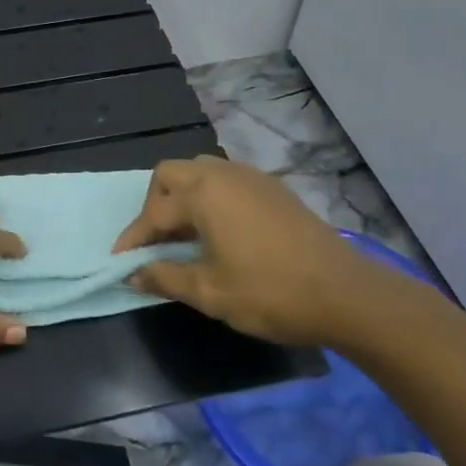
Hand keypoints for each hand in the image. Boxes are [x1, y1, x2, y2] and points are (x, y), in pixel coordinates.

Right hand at [114, 156, 392, 346]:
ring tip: (184, 236)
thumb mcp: (210, 292)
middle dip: (154, 205)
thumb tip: (134, 274)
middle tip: (155, 241)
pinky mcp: (273, 188)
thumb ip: (165, 277)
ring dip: (183, 197)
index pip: (153, 213)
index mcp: (203, 194)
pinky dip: (209, 198)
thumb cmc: (270, 292)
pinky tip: (219, 231)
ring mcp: (251, 177)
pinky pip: (226, 181)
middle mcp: (223, 174)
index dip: (133, 239)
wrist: (345, 294)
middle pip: (171, 175)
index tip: (120, 262)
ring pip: (200, 172)